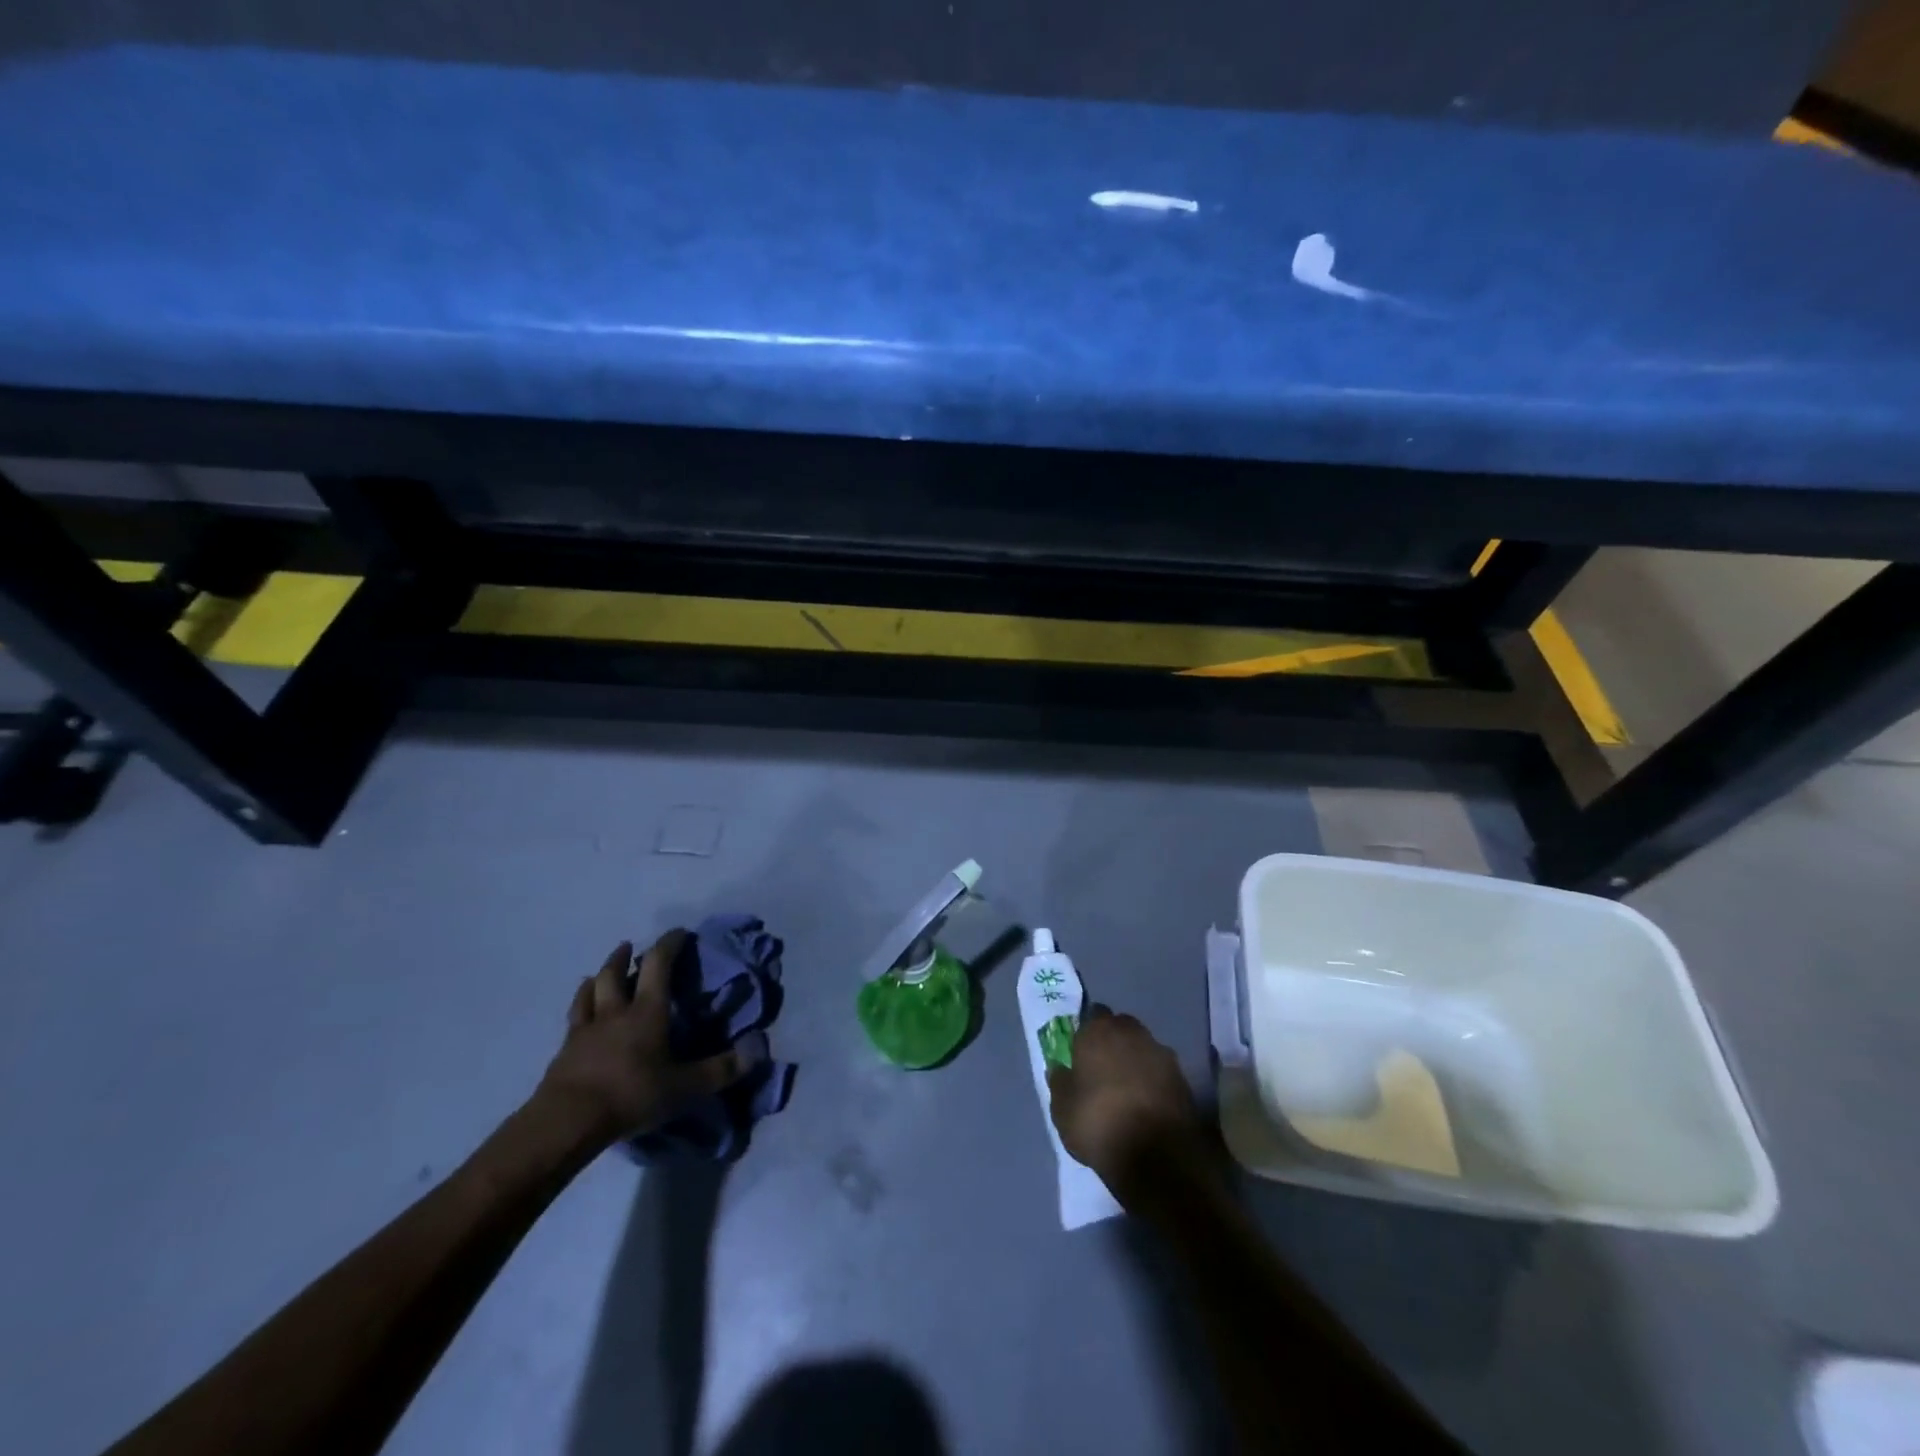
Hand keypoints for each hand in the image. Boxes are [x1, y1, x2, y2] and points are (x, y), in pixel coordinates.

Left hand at [533, 931, 757, 1149]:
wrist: (567, 1121)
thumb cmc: (631, 1095)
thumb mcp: (685, 1087)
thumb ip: (720, 1069)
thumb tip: (757, 1051)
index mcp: (647, 1011)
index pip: (658, 963)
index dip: (669, 943)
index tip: (680, 933)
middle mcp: (616, 1011)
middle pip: (615, 972)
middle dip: (625, 956)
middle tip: (631, 947)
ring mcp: (586, 1029)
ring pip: (590, 990)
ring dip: (599, 975)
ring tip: (601, 972)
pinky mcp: (564, 1051)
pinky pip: (573, 1018)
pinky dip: (579, 1005)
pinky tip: (580, 1010)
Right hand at [1048, 1012, 1206, 1204]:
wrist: (1158, 1155)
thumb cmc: (1099, 1123)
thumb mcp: (1062, 1109)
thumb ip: (1059, 1082)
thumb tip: (1060, 1069)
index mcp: (1098, 1030)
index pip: (1091, 1015)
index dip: (1086, 1033)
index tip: (1081, 1052)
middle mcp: (1131, 1032)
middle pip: (1120, 1027)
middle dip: (1112, 1042)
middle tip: (1102, 1068)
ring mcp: (1161, 1052)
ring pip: (1142, 1047)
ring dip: (1135, 1060)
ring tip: (1126, 1090)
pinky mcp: (1182, 1077)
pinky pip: (1160, 1071)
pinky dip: (1153, 1081)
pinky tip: (1145, 1104)